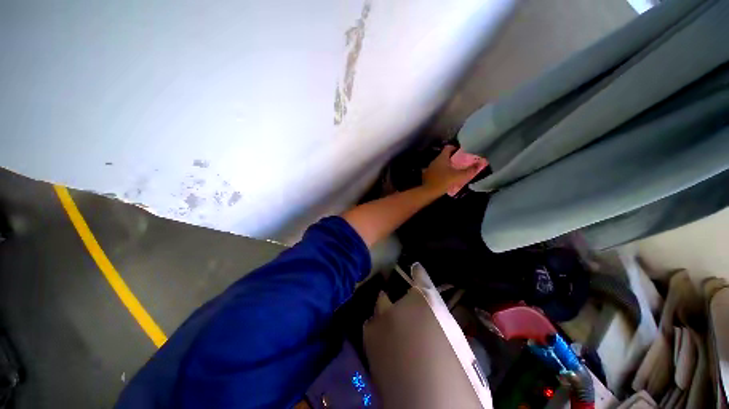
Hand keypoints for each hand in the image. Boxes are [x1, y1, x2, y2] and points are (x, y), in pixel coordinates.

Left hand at [421, 145, 480, 194]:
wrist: (428, 192)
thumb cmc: (443, 181)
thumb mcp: (458, 176)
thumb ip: (470, 170)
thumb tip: (482, 163)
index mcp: (441, 158)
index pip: (448, 148)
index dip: (455, 148)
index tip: (462, 152)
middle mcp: (434, 161)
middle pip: (444, 156)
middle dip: (453, 158)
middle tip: (461, 162)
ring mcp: (429, 168)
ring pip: (440, 164)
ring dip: (447, 166)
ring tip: (455, 170)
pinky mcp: (427, 176)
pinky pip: (436, 171)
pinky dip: (441, 173)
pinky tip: (446, 177)